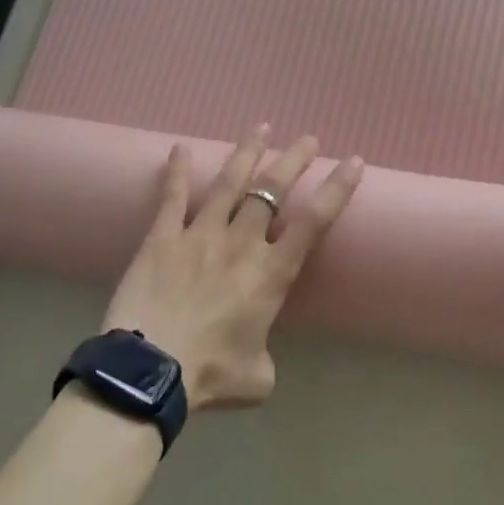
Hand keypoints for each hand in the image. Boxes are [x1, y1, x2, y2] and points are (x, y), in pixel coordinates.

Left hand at [103, 126, 363, 408]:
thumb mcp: (257, 377)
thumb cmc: (210, 375)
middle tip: (308, 139)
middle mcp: (241, 244)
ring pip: (229, 183)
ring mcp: (200, 235)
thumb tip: (255, 353)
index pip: (313, 222)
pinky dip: (175, 172)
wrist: (150, 372)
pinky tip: (179, 148)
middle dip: (294, 160)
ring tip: (260, 127)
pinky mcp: (161, 238)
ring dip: (247, 153)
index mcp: (271, 274)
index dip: (337, 189)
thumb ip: (264, 357)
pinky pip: (171, 197)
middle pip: (272, 189)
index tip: (353, 161)